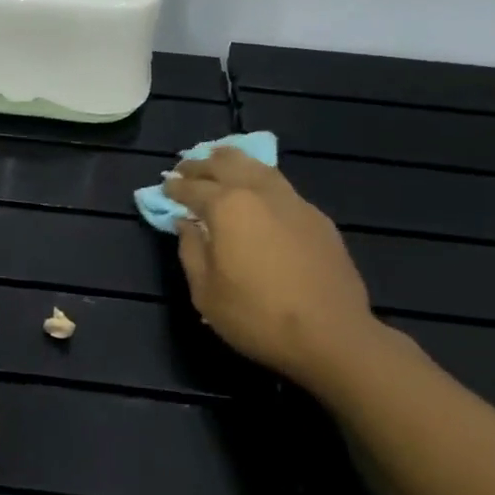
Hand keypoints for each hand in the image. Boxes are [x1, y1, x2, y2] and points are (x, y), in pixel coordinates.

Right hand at [168, 148, 381, 389]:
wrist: (331, 335)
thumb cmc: (256, 316)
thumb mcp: (205, 292)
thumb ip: (190, 250)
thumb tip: (185, 223)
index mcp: (227, 208)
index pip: (192, 188)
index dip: (174, 186)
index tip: (164, 185)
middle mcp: (259, 193)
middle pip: (226, 164)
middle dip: (202, 164)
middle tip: (186, 167)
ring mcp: (293, 202)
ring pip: (259, 167)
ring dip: (234, 161)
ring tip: (220, 160)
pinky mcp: (317, 218)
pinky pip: (281, 186)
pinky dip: (261, 180)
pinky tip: (258, 191)